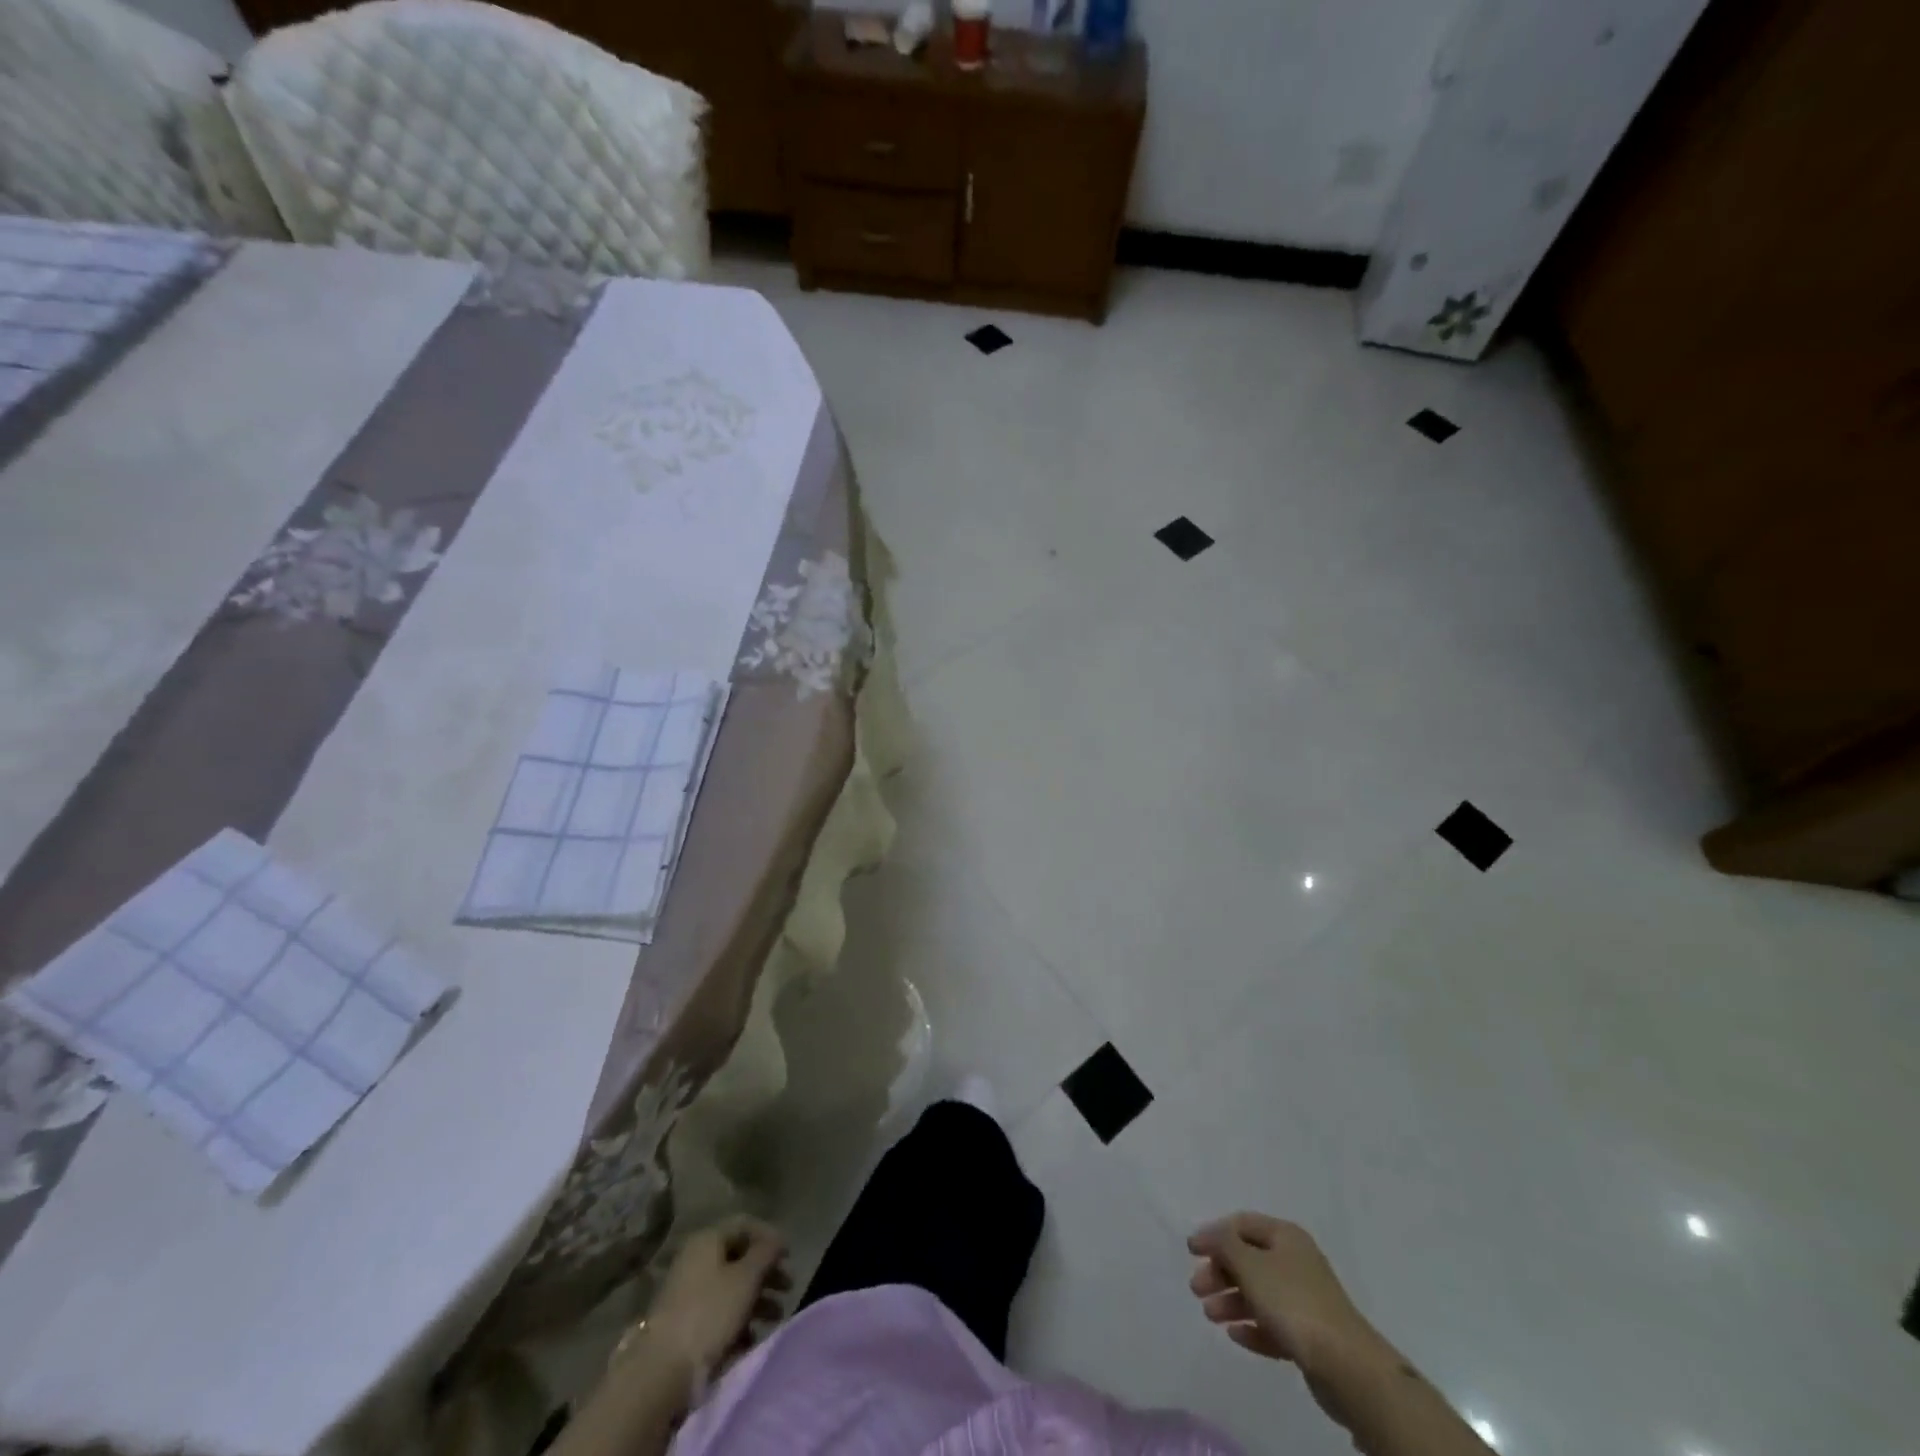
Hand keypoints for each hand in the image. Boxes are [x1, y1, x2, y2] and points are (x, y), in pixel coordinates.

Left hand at [641, 1215, 790, 1385]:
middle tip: (788, 1289)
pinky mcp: (683, 1325)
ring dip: (756, 1300)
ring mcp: (687, 1293)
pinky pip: (718, 1314)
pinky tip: (751, 1340)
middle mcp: (695, 1260)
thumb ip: (766, 1253)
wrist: (660, 1373)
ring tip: (775, 1318)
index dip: (770, 1237)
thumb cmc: (709, 1314)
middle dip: (766, 1273)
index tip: (789, 1256)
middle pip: (739, 1258)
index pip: (745, 1225)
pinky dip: (737, 1322)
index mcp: (707, 1240)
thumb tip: (777, 1240)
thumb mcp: (746, 1278)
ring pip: (730, 1288)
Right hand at [1187, 1212, 1386, 1378]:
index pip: (1242, 1223)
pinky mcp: (1310, 1336)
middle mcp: (1296, 1261)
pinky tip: (1235, 1335)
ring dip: (1231, 1301)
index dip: (1214, 1234)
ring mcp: (1305, 1299)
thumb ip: (1223, 1244)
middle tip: (1197, 1289)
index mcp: (1286, 1236)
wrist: (1348, 1367)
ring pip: (1259, 1293)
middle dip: (1220, 1272)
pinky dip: (1252, 1326)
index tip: (1191, 1252)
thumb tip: (1208, 1234)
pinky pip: (1273, 1324)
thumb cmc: (1293, 1302)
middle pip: (1248, 1259)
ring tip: (1210, 1316)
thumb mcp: (1250, 1264)